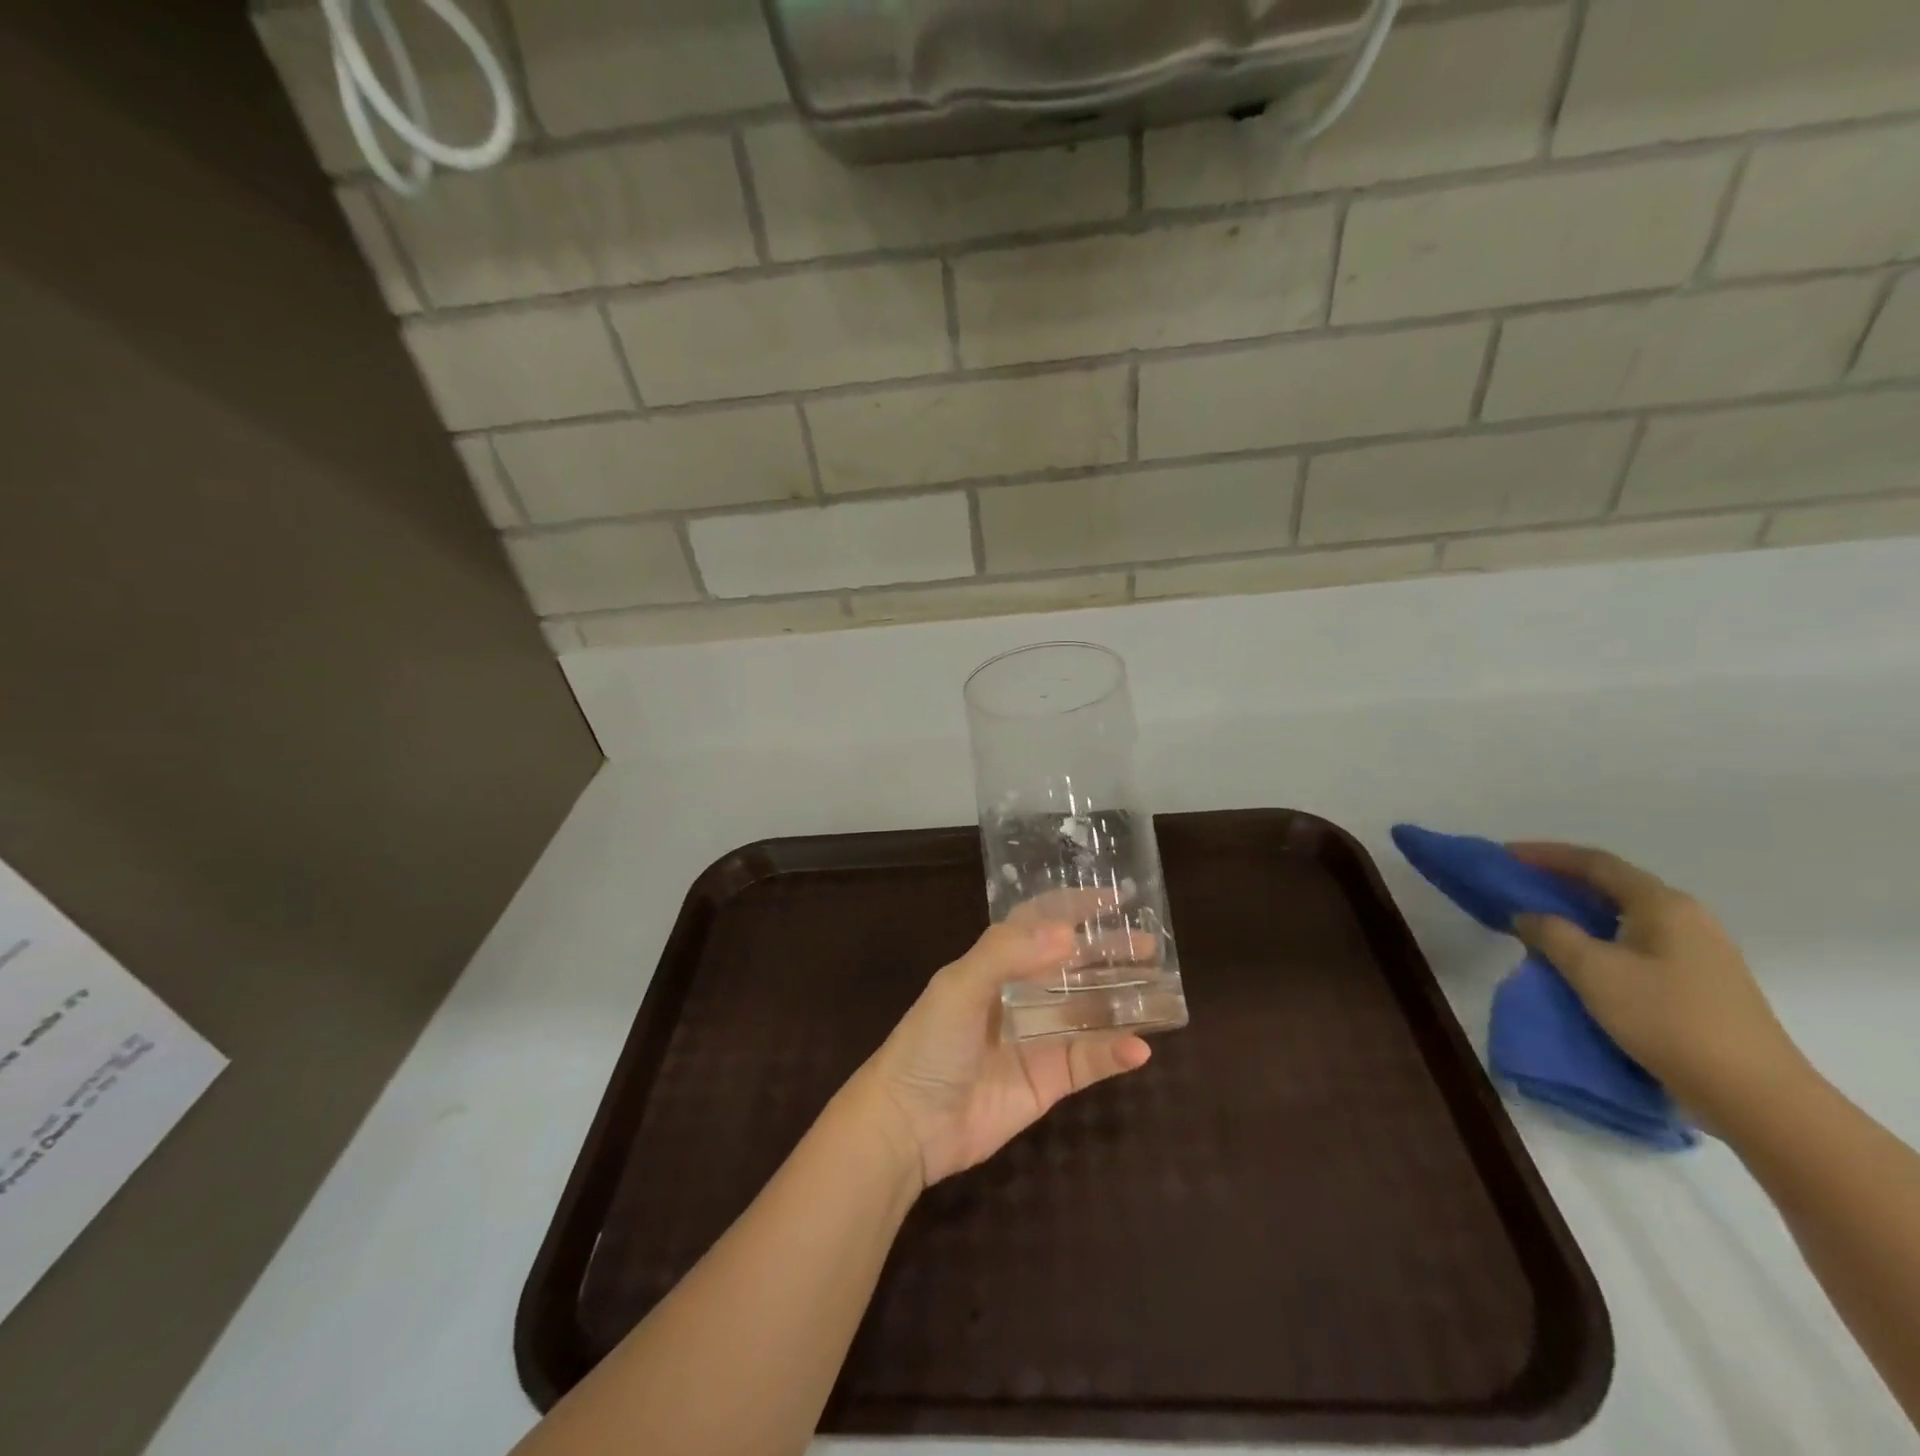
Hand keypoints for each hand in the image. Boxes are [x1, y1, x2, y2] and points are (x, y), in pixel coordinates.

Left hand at [852, 918, 1152, 1188]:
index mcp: (995, 963)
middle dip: (1108, 952)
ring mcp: (1037, 1037)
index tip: (1114, 898)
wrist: (908, 1125)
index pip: (1040, 924)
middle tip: (1149, 944)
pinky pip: (1088, 1060)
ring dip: (1122, 998)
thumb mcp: (959, 986)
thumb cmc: (929, 1044)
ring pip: (1089, 1010)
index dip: (1073, 908)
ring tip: (1161, 986)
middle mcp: (1020, 994)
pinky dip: (1114, 1053)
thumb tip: (1068, 934)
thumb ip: (1007, 954)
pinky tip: (1140, 1047)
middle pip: (1073, 965)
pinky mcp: (1048, 1080)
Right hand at [1509, 842, 1809, 1128]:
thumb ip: (1552, 934)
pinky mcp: (1699, 982)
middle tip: (1516, 886)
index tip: (1504, 855)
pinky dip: (1599, 938)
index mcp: (1663, 904)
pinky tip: (1578, 957)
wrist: (1754, 1095)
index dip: (1545, 855)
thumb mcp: (1594, 971)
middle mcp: (1686, 917)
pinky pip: (1636, 943)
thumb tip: (1527, 915)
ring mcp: (1699, 951)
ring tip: (1538, 920)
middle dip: (1561, 882)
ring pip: (1624, 916)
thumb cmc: (1667, 1019)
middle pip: (1612, 885)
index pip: (1595, 863)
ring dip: (1578, 912)